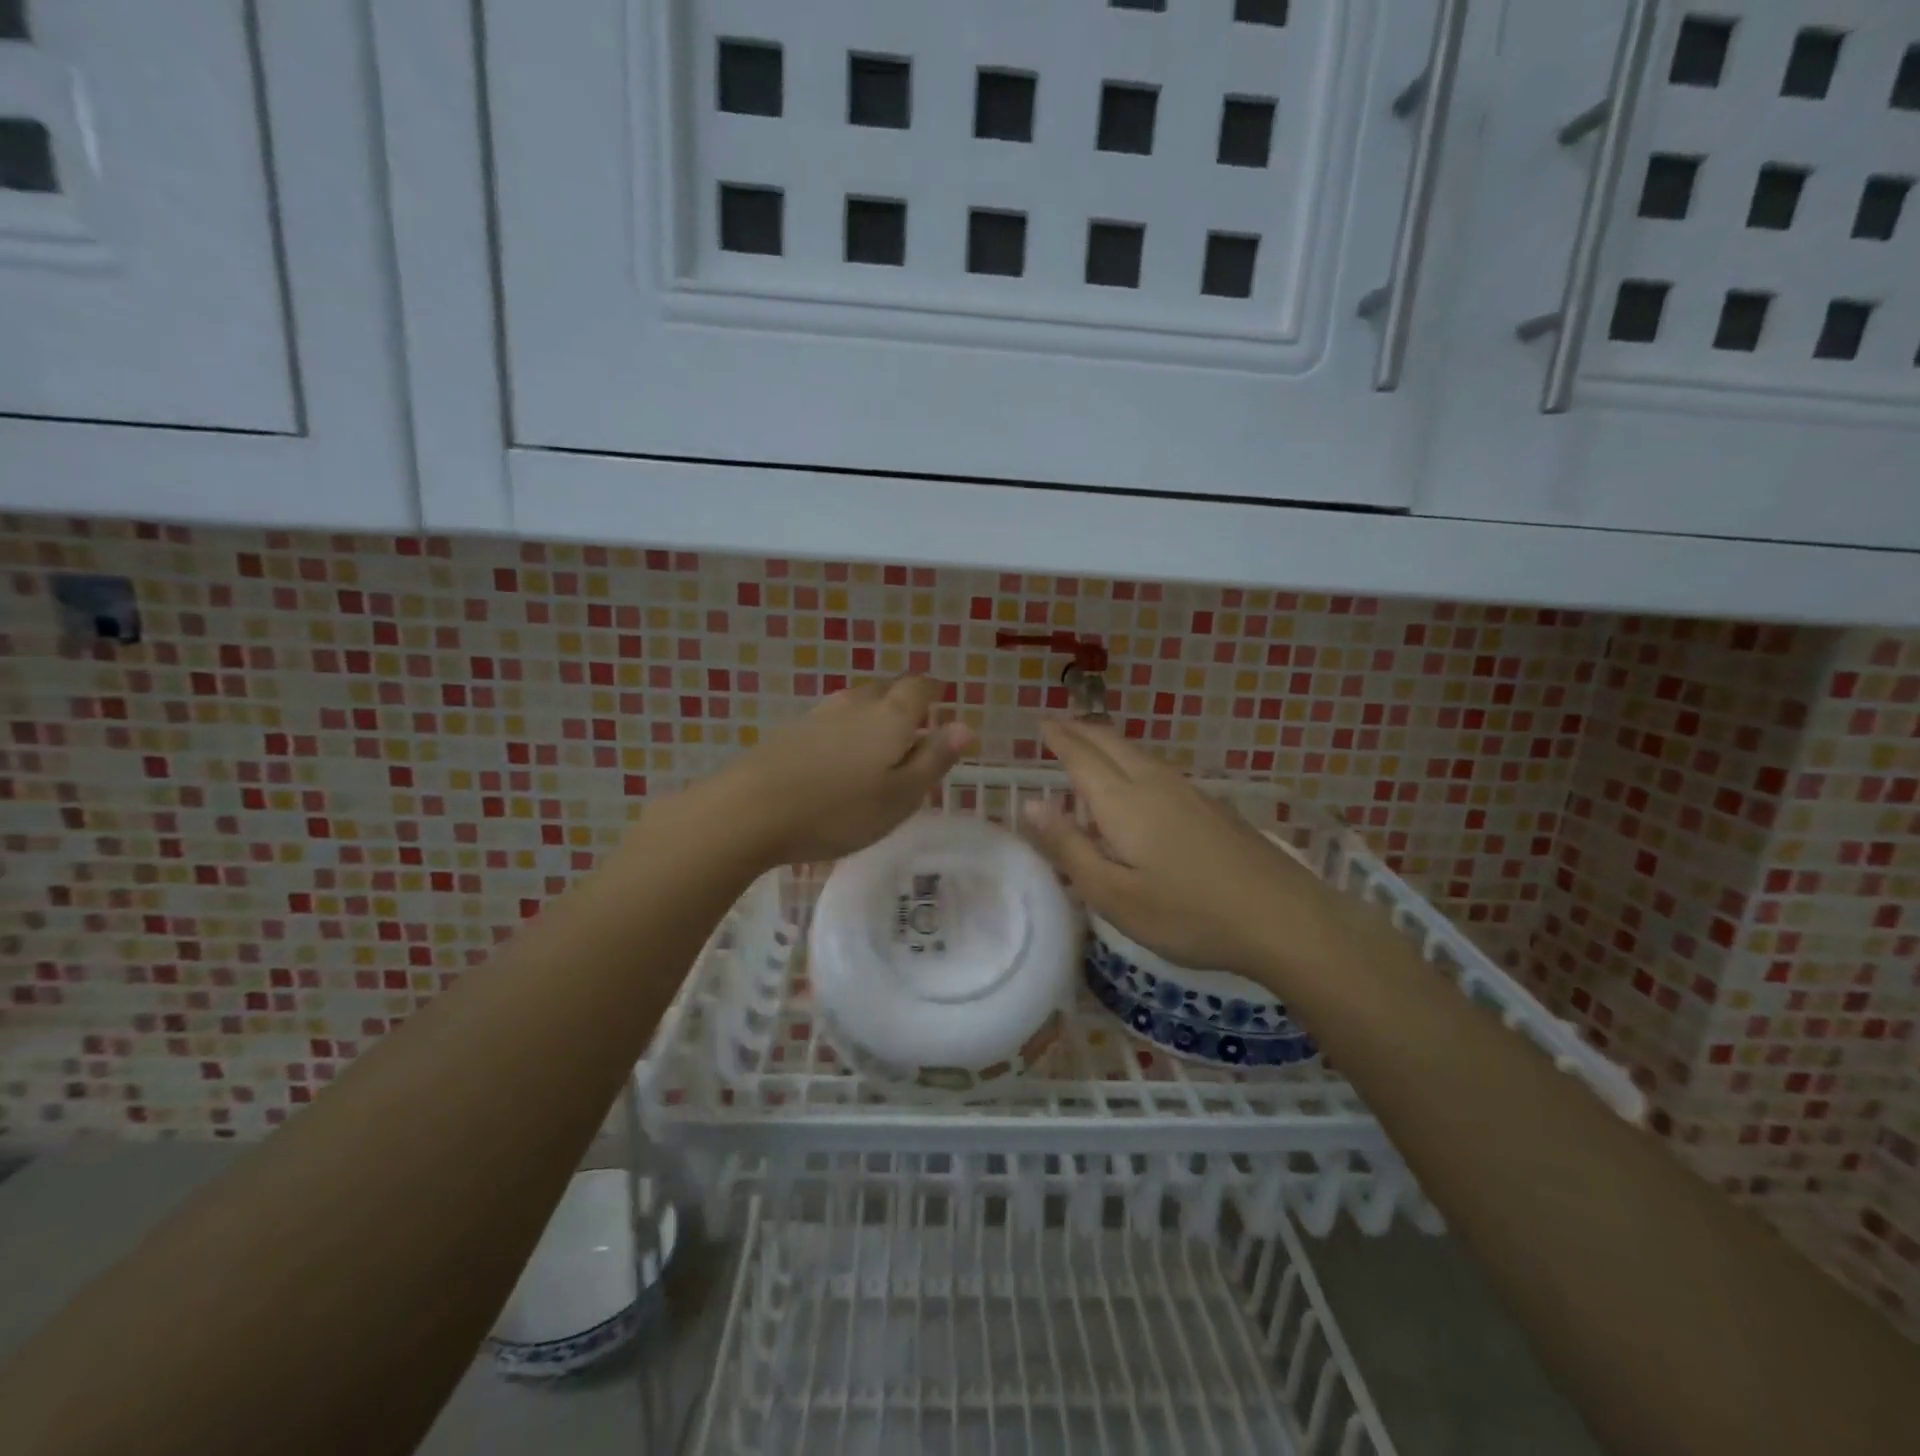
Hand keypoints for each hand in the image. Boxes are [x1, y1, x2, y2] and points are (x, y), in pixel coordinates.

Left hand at [718, 676, 974, 867]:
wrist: (751, 811)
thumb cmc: (839, 811)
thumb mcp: (900, 796)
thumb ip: (934, 759)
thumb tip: (966, 725)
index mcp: (890, 718)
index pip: (918, 689)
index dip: (933, 689)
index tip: (942, 694)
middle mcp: (855, 706)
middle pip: (885, 688)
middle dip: (903, 696)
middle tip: (915, 716)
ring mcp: (818, 716)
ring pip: (855, 701)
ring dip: (872, 709)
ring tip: (879, 730)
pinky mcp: (789, 733)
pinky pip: (829, 719)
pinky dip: (844, 726)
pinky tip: (838, 748)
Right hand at [1019, 718, 1328, 982]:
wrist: (1283, 917)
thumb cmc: (1187, 913)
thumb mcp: (1113, 894)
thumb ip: (1069, 847)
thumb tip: (1030, 804)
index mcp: (1123, 802)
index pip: (1081, 757)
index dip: (1059, 738)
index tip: (1041, 722)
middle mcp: (1154, 784)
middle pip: (1111, 743)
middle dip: (1081, 730)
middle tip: (1059, 725)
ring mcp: (1189, 792)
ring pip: (1138, 753)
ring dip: (1108, 742)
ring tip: (1090, 746)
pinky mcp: (1212, 806)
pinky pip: (1158, 768)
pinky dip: (1132, 761)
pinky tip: (1138, 782)